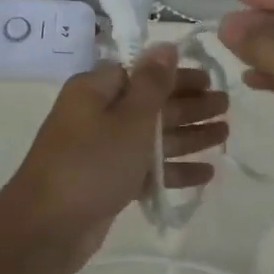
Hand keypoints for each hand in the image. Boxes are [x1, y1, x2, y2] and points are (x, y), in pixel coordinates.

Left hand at [0, 46, 228, 273]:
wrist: (47, 227)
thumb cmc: (91, 163)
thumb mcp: (129, 119)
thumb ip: (152, 83)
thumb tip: (165, 45)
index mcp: (94, 90)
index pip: (140, 71)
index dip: (175, 75)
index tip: (209, 79)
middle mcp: (96, 115)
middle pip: (150, 104)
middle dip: (189, 105)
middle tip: (226, 105)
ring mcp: (102, 151)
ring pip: (152, 138)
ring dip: (188, 136)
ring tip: (225, 134)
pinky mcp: (108, 183)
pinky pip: (146, 169)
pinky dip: (173, 169)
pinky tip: (207, 173)